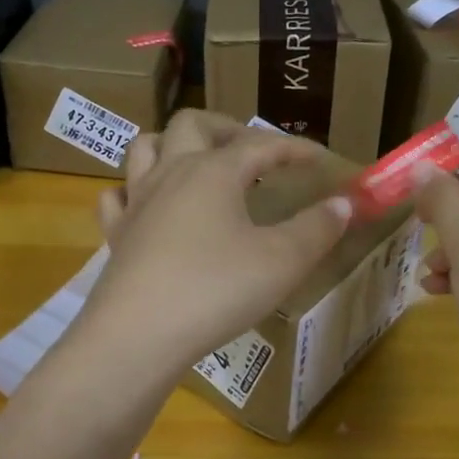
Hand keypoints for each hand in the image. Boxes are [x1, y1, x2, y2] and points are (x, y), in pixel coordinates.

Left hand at [81, 112, 352, 372]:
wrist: (139, 334)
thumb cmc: (216, 290)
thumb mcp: (282, 261)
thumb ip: (317, 229)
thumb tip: (343, 203)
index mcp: (214, 171)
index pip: (260, 144)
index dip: (293, 147)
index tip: (318, 158)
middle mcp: (170, 173)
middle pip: (192, 124)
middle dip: (226, 128)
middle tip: (250, 151)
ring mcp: (137, 202)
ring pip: (145, 148)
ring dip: (173, 145)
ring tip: (197, 165)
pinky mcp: (115, 235)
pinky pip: (117, 198)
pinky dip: (133, 192)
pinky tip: (148, 207)